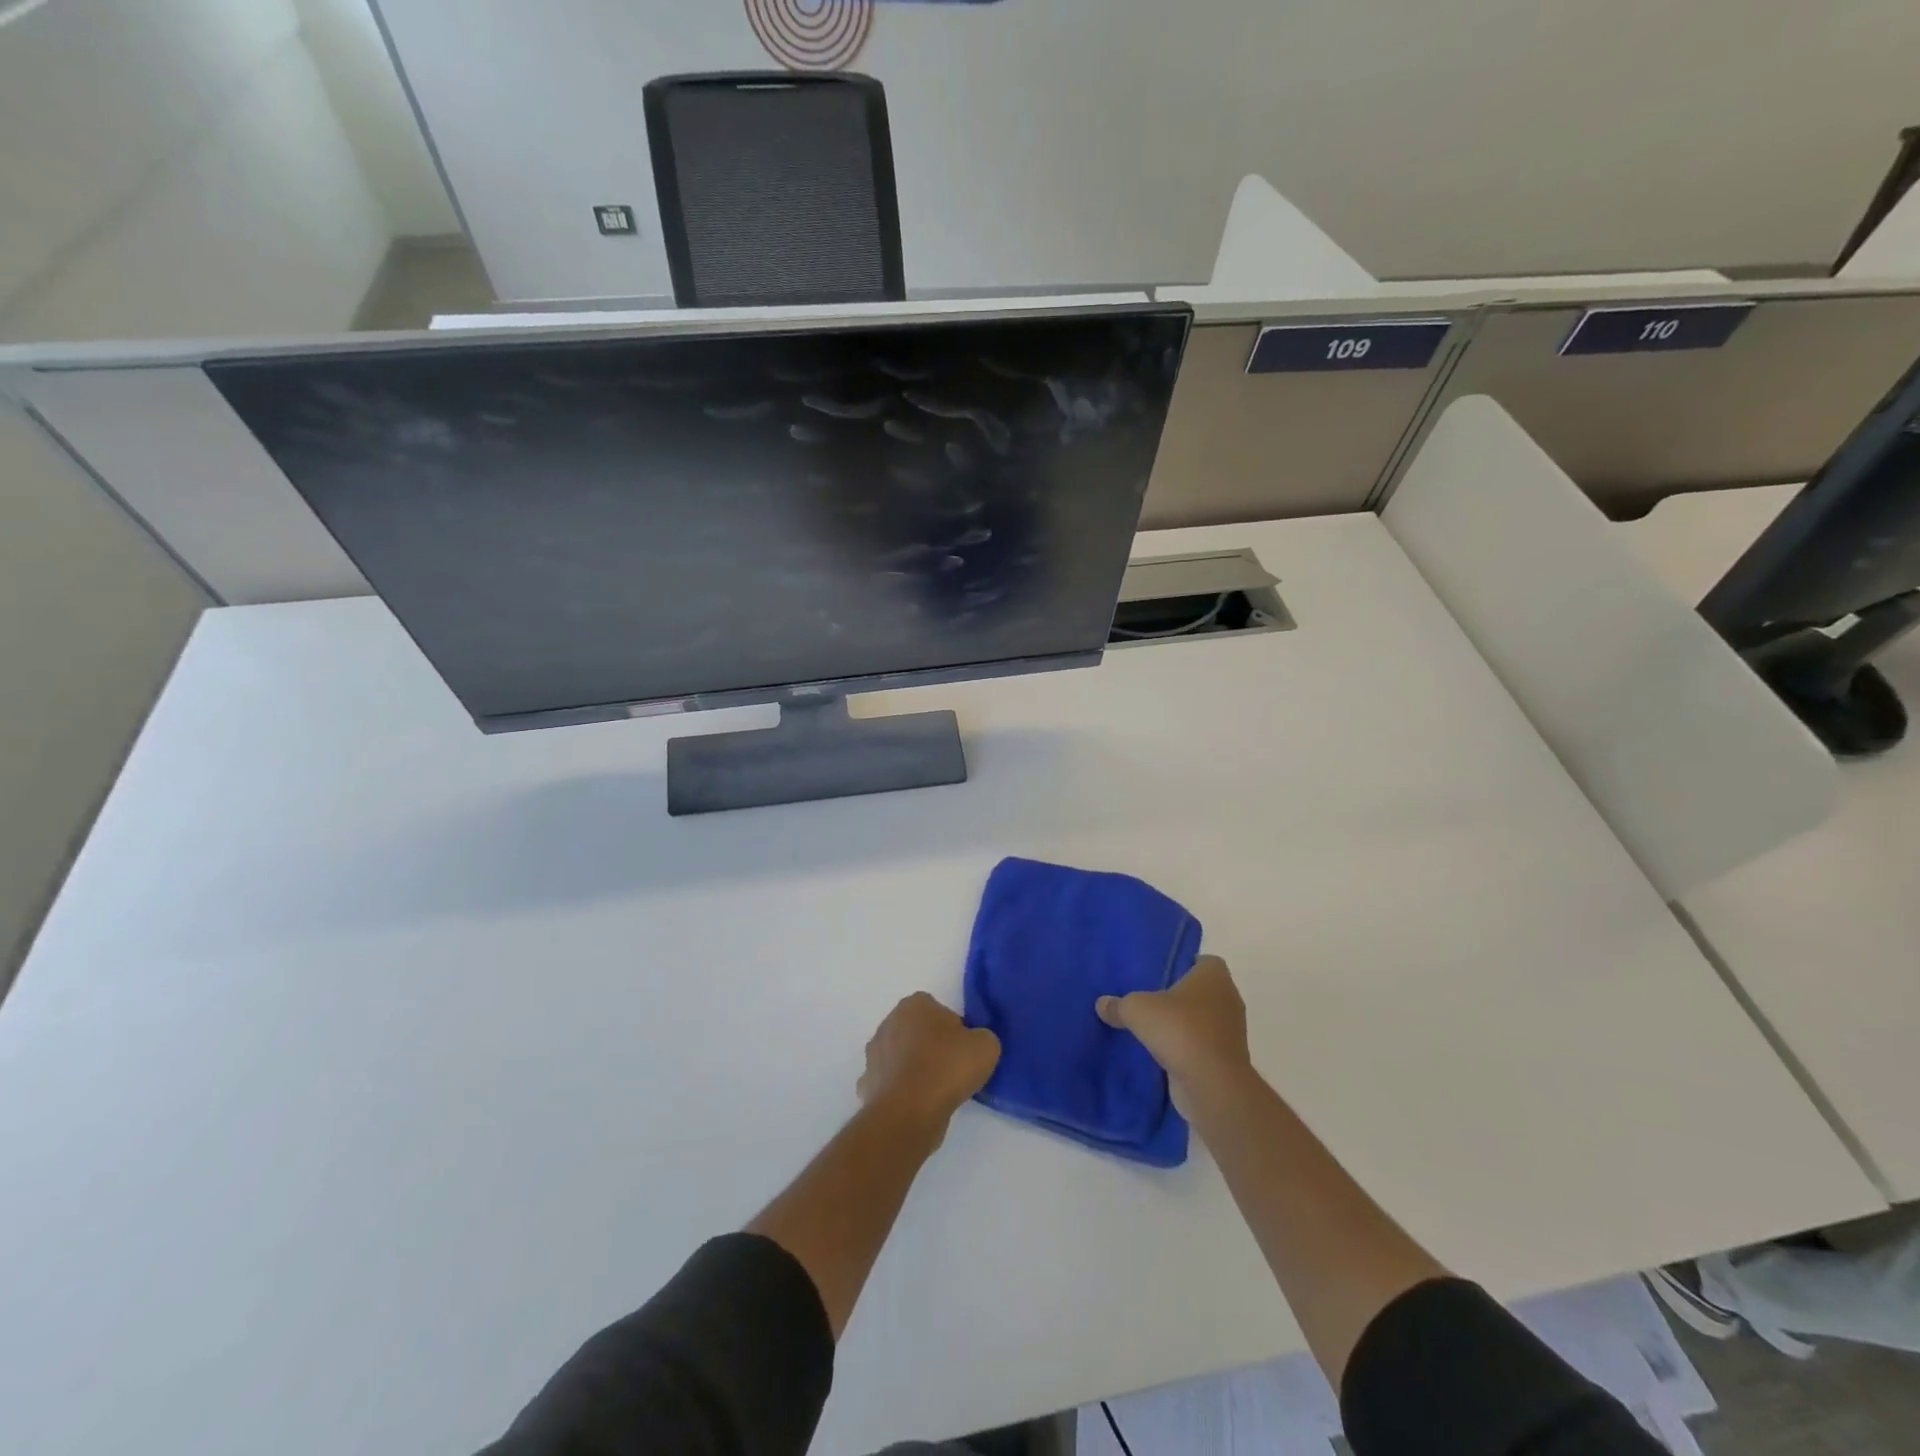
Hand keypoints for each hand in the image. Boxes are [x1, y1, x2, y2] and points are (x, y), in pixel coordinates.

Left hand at [857, 993, 1000, 1139]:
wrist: (909, 1112)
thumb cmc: (947, 1069)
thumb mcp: (986, 1046)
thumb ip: (981, 1037)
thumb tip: (970, 1045)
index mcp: (915, 1004)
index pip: (939, 1010)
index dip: (954, 1030)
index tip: (963, 1051)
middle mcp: (889, 1022)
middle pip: (917, 1031)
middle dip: (931, 1047)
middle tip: (951, 1070)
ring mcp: (874, 1053)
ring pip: (901, 1057)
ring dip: (914, 1069)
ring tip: (935, 1092)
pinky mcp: (867, 1083)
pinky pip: (890, 1082)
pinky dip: (900, 1091)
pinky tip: (916, 1105)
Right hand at [1097, 956, 1251, 1112]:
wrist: (1212, 1085)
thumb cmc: (1179, 1030)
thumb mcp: (1136, 1010)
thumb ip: (1118, 1004)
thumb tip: (1101, 1004)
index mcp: (1214, 975)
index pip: (1201, 960)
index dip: (1181, 965)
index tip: (1157, 975)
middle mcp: (1228, 998)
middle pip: (1200, 991)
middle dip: (1177, 996)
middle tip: (1147, 999)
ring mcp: (1230, 1031)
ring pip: (1201, 1020)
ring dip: (1181, 1024)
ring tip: (1149, 1027)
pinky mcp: (1226, 1059)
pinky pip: (1201, 1045)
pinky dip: (1186, 1048)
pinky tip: (1159, 1052)